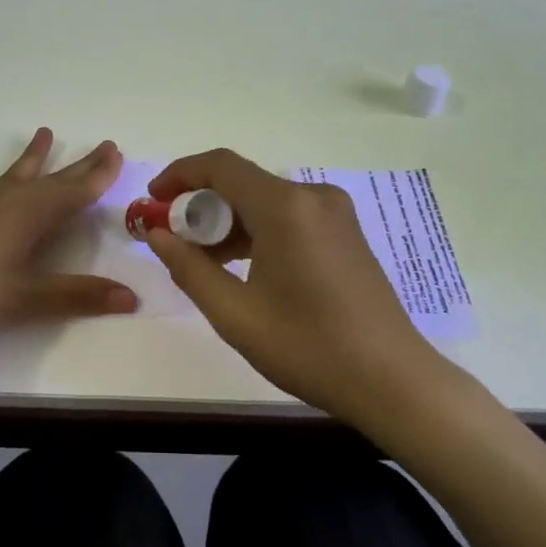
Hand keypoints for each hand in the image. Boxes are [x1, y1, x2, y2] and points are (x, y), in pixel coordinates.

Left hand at [0, 128, 138, 335]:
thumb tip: (132, 298)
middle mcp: (9, 201)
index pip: (76, 191)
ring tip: (44, 132)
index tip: (117, 153)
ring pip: (11, 174)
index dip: (99, 174)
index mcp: (34, 216)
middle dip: (79, 164)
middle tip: (102, 145)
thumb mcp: (32, 299)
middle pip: (52, 179)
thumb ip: (81, 296)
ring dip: (30, 157)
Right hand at [143, 149, 460, 429]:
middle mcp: (312, 196)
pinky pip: (289, 215)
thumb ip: (188, 267)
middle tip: (173, 239)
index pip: (220, 166)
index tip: (153, 200)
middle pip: (242, 181)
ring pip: (265, 200)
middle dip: (201, 204)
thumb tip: (157, 234)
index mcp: (285, 207)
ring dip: (228, 220)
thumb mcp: (234, 313)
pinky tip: (241, 266)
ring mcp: (335, 213)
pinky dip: (257, 230)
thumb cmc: (308, 347)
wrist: (392, 380)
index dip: (180, 174)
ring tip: (202, 259)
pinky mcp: (345, 232)